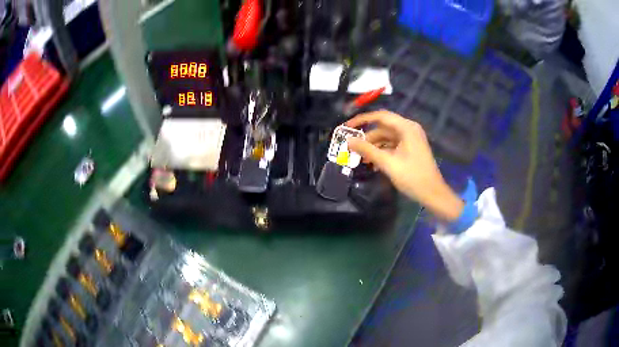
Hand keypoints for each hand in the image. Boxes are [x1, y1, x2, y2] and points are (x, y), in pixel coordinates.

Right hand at [345, 111, 463, 221]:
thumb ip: (367, 150)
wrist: (433, 193)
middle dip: (367, 137)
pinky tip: (372, 163)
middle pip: (383, 127)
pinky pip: (392, 146)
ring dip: (373, 146)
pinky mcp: (410, 149)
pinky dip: (382, 152)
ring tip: (360, 158)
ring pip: (386, 138)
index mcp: (406, 128)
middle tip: (352, 147)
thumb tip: (348, 140)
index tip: (347, 126)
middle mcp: (409, 129)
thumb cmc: (412, 176)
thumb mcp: (387, 163)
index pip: (380, 116)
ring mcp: (410, 139)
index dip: (362, 119)